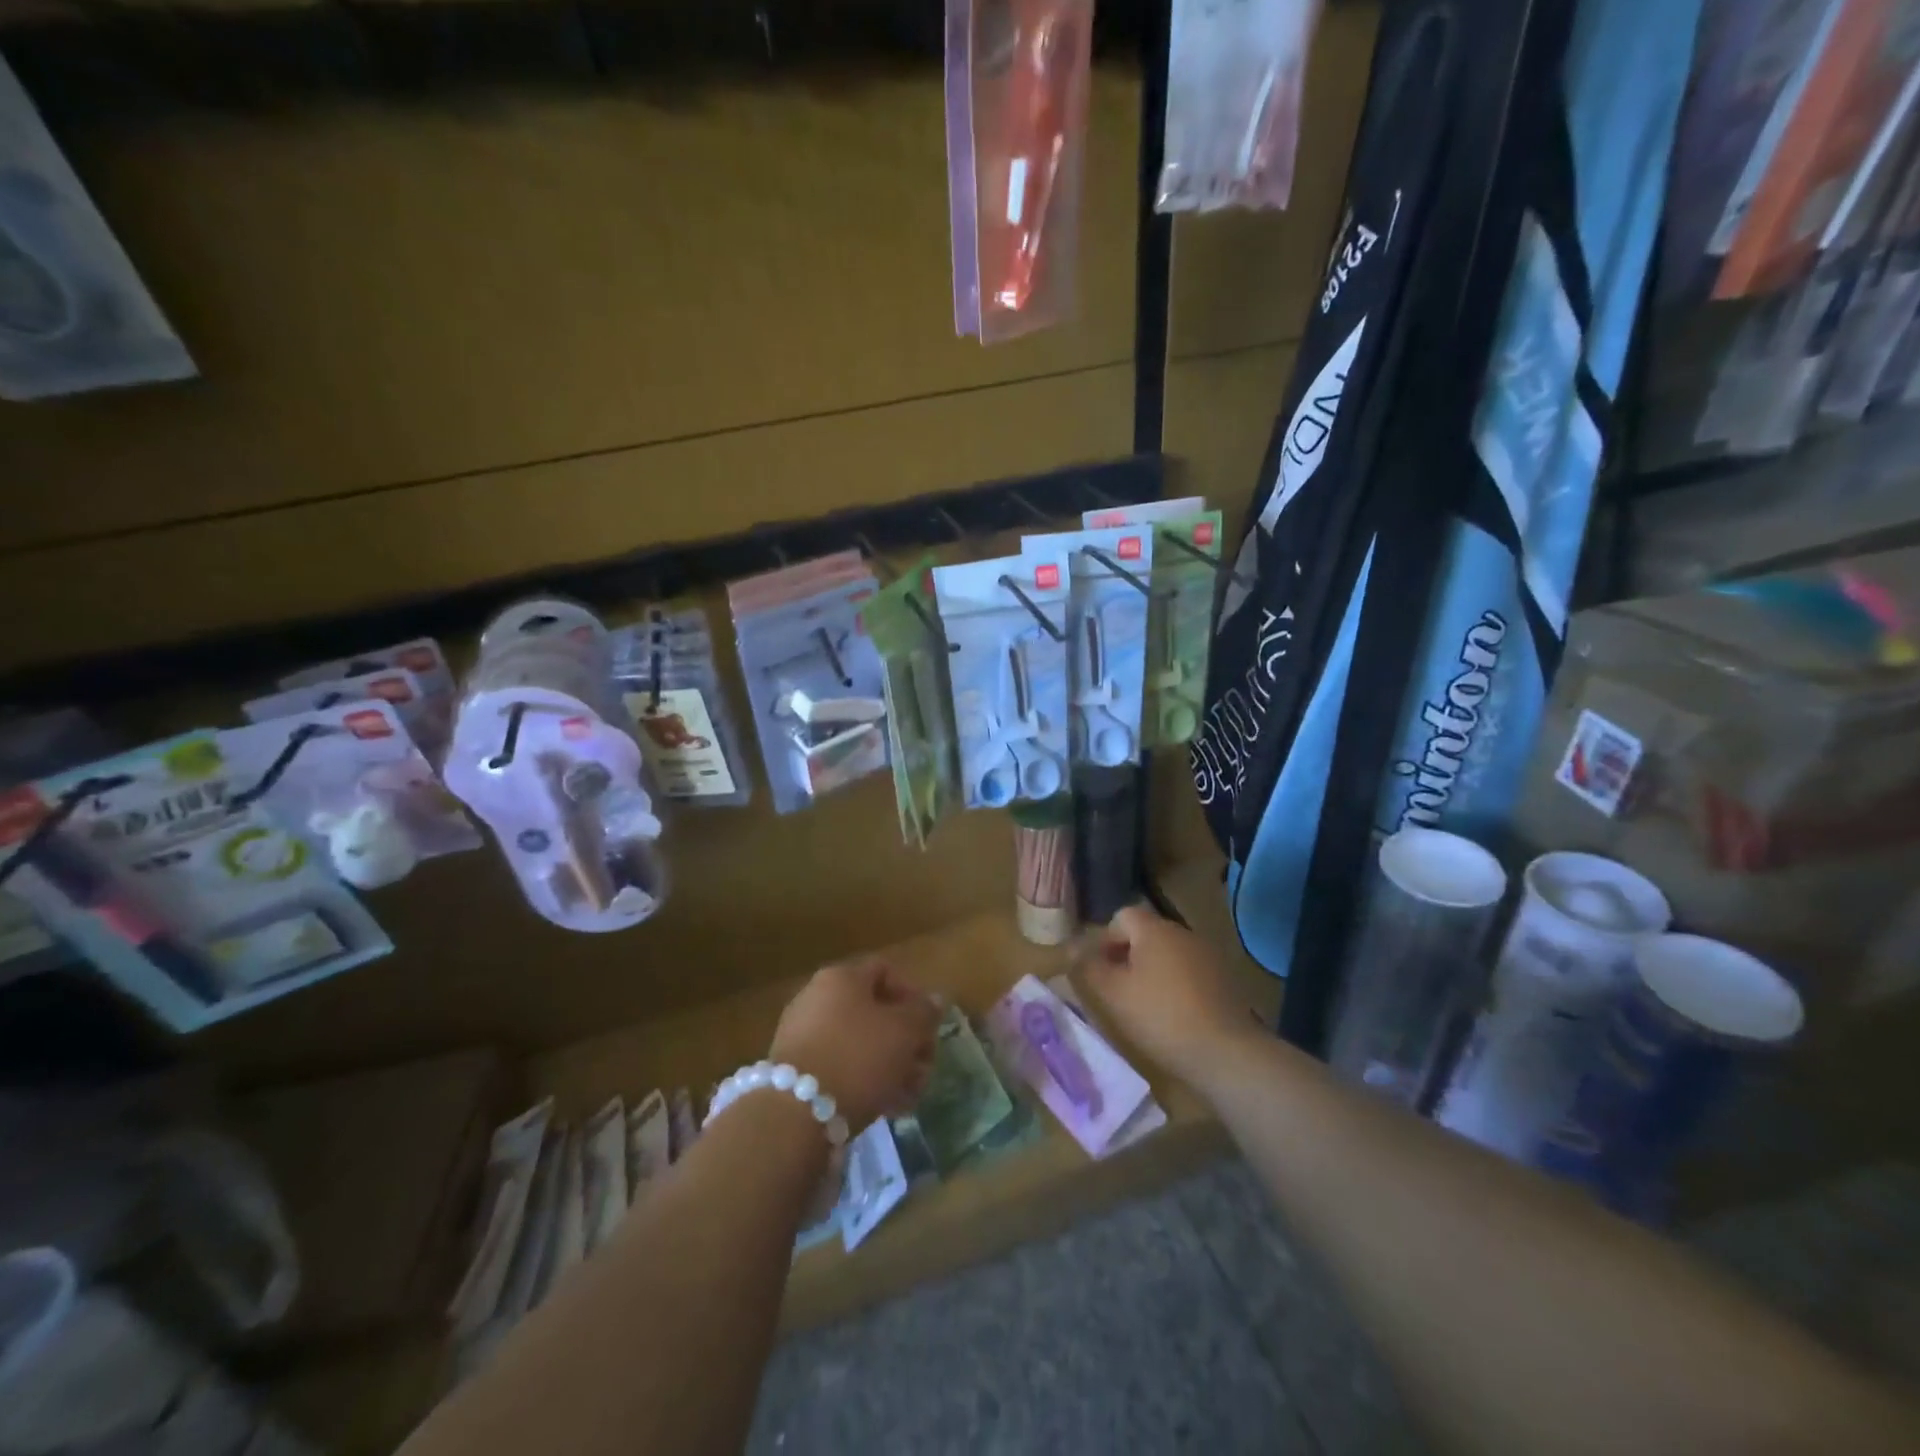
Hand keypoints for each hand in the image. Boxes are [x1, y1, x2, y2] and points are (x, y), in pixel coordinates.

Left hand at [769, 959, 939, 1131]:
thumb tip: (936, 999)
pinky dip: (865, 1080)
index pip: (885, 971)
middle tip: (925, 1067)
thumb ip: (924, 1013)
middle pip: (874, 1011)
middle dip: (906, 1040)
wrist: (796, 1114)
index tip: (929, 1026)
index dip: (913, 995)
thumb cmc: (858, 1056)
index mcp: (842, 977)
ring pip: (859, 1043)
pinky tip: (887, 1106)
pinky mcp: (796, 1071)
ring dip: (891, 1065)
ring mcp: (803, 1035)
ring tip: (910, 1094)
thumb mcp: (903, 1032)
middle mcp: (818, 998)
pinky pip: (840, 1067)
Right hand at [1083, 905, 1259, 1087]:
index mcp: (1154, 929)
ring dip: (1151, 971)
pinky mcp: (1224, 979)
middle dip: (1126, 956)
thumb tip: (1072, 947)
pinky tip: (1172, 1014)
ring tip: (1142, 1004)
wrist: (1226, 1052)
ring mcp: (1207, 955)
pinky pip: (1188, 971)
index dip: (1104, 939)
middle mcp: (1182, 932)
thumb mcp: (1113, 994)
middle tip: (1116, 989)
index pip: (1121, 916)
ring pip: (1167, 954)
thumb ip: (1089, 967)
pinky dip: (1174, 984)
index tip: (1098, 970)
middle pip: (1145, 934)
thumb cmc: (1160, 1016)